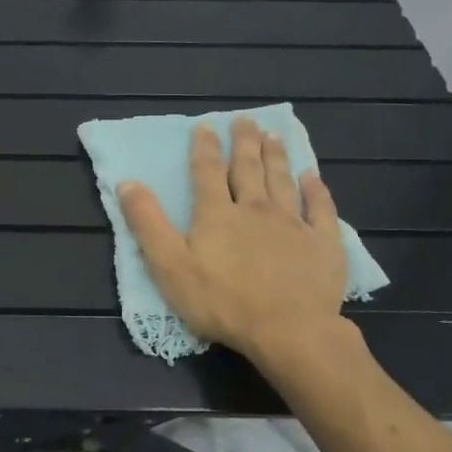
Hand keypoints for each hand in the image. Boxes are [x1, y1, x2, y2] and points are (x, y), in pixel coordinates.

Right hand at [117, 118, 349, 381]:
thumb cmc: (221, 301)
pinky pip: (320, 208)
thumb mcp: (168, 265)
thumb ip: (147, 223)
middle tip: (246, 119)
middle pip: (248, 168)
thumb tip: (127, 183)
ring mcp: (292, 224)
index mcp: (216, 214)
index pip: (207, 171)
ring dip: (277, 156)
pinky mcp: (323, 244)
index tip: (205, 125)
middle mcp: (255, 209)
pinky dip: (316, 190)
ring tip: (274, 136)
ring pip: (282, 181)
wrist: (288, 331)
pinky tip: (313, 176)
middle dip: (244, 142)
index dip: (204, 147)